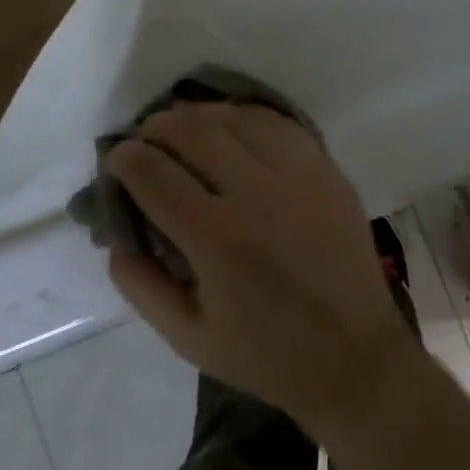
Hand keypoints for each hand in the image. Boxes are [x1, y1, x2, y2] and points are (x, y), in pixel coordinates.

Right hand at [103, 103, 417, 427]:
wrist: (354, 354)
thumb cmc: (267, 354)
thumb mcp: (188, 338)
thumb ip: (141, 286)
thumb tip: (115, 238)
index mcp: (217, 238)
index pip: (154, 173)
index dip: (125, 159)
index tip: (117, 159)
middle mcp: (257, 193)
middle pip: (195, 132)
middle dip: (158, 127)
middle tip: (146, 138)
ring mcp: (299, 175)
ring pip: (239, 118)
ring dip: (202, 115)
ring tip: (186, 126)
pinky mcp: (328, 172)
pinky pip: (281, 125)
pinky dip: (248, 118)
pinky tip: (235, 128)